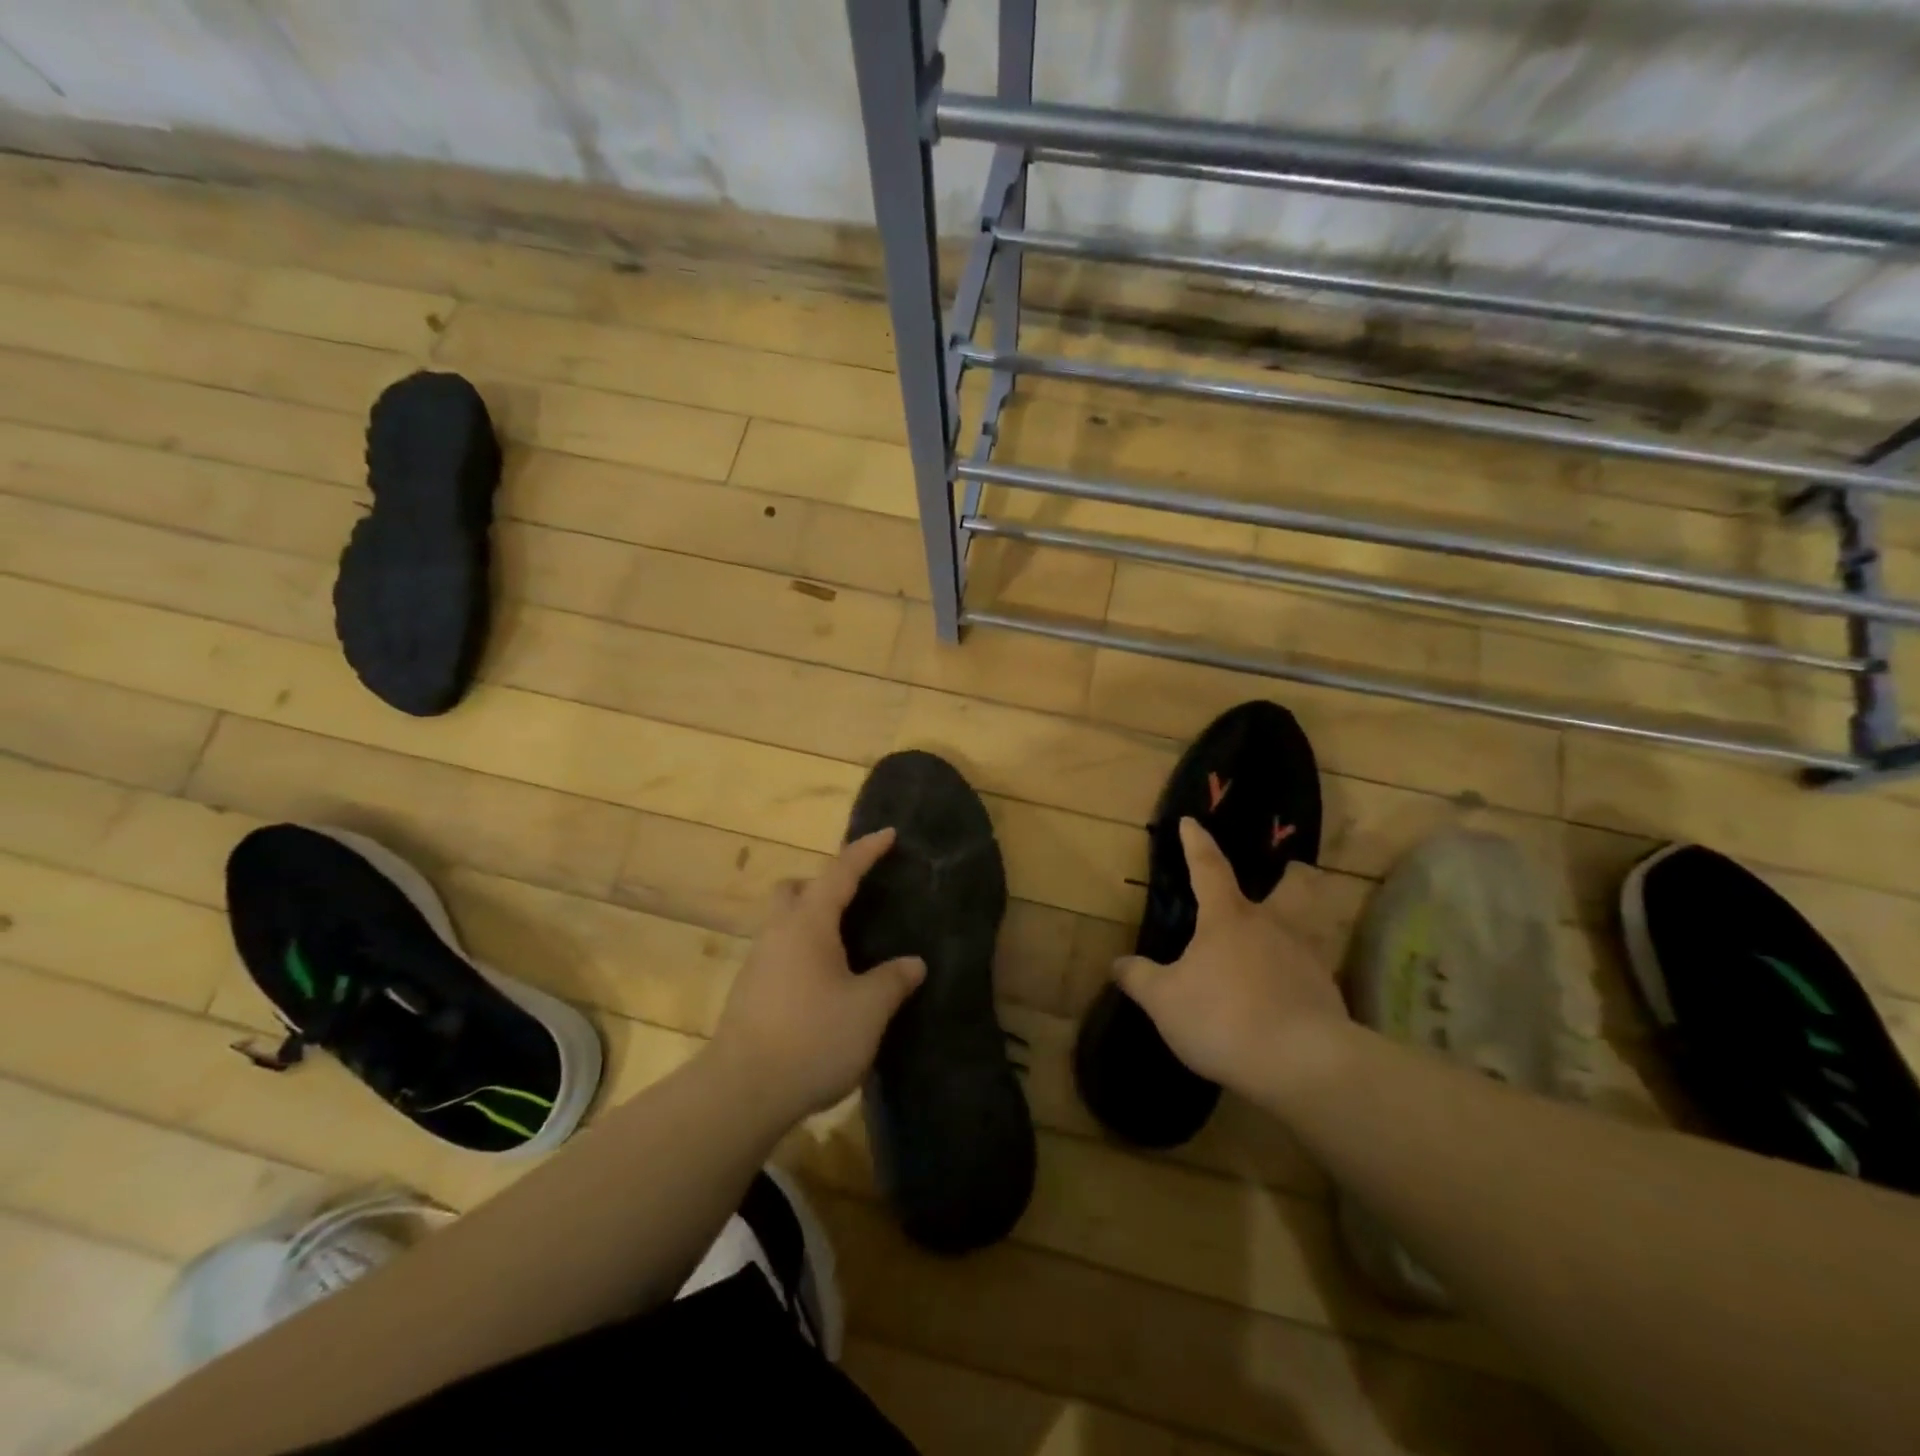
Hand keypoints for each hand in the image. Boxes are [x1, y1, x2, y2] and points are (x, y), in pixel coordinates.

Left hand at [710, 829, 925, 1119]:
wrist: (742, 1091)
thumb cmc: (812, 1037)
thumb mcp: (868, 1010)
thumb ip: (893, 980)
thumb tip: (913, 963)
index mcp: (809, 924)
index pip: (840, 872)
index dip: (866, 851)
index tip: (888, 834)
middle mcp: (778, 932)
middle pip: (794, 889)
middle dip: (823, 884)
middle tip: (853, 900)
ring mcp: (758, 962)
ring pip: (783, 922)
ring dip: (811, 922)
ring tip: (846, 947)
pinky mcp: (749, 992)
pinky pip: (780, 952)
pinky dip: (802, 952)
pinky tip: (824, 983)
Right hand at [1116, 818, 1349, 1095]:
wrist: (1302, 1063)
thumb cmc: (1223, 1017)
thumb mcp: (1165, 1001)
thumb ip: (1139, 978)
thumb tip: (1117, 963)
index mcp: (1228, 917)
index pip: (1209, 867)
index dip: (1197, 843)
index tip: (1191, 822)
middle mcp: (1273, 926)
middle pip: (1294, 886)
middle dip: (1292, 875)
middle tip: (1290, 871)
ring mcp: (1307, 958)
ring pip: (1312, 926)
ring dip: (1305, 922)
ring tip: (1286, 939)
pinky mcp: (1328, 993)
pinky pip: (1314, 971)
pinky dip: (1302, 974)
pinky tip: (1289, 993)